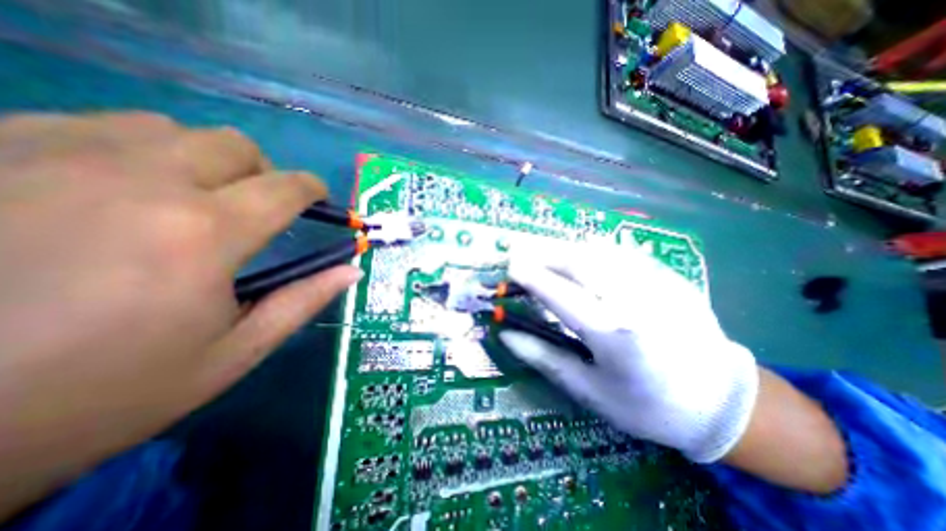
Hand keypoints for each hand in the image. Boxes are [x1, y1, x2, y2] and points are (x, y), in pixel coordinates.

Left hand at [1, 111, 361, 519]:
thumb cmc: (110, 391)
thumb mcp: (233, 353)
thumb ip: (302, 301)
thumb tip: (350, 270)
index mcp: (204, 234)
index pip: (285, 187)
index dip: (311, 189)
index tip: (317, 199)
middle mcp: (138, 181)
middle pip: (233, 145)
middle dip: (261, 173)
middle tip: (255, 207)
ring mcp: (48, 156)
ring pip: (167, 129)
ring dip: (199, 160)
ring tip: (187, 201)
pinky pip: (91, 127)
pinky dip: (132, 151)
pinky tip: (115, 192)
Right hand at [501, 243, 757, 461]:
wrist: (722, 404)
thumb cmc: (647, 405)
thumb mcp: (588, 390)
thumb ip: (543, 357)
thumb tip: (506, 334)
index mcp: (614, 335)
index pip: (561, 295)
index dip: (532, 276)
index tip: (510, 266)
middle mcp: (635, 301)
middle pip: (580, 262)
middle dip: (545, 253)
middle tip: (522, 251)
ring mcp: (657, 284)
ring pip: (600, 251)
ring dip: (566, 248)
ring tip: (546, 253)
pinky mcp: (671, 277)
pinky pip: (623, 254)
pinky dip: (594, 250)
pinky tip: (581, 256)